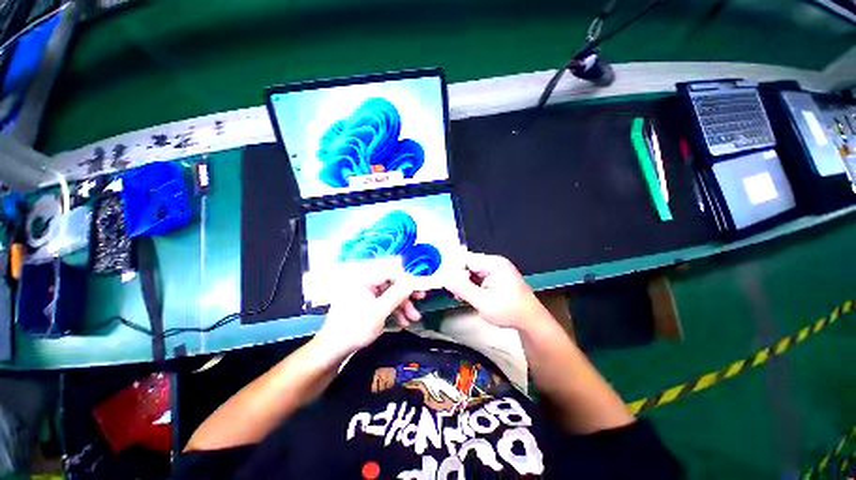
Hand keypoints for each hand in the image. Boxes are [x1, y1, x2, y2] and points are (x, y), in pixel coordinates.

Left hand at [314, 272, 424, 358]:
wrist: (333, 349)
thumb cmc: (354, 329)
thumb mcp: (378, 312)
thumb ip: (397, 294)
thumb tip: (412, 281)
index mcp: (364, 278)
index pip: (391, 270)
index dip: (407, 279)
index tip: (420, 288)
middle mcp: (365, 281)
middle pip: (392, 281)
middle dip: (407, 294)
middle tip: (421, 300)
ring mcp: (367, 291)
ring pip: (391, 292)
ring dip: (404, 304)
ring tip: (413, 318)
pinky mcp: (368, 301)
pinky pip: (386, 300)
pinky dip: (395, 309)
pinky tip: (403, 321)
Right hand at [443, 253, 550, 330]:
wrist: (530, 322)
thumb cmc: (509, 311)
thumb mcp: (483, 301)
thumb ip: (463, 288)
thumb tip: (445, 277)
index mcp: (494, 263)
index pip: (466, 259)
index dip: (453, 269)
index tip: (444, 281)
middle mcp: (494, 263)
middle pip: (468, 265)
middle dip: (458, 278)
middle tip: (452, 293)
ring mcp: (496, 271)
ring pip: (472, 273)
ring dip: (464, 283)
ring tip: (460, 297)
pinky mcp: (495, 279)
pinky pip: (478, 279)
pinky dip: (471, 286)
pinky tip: (468, 296)